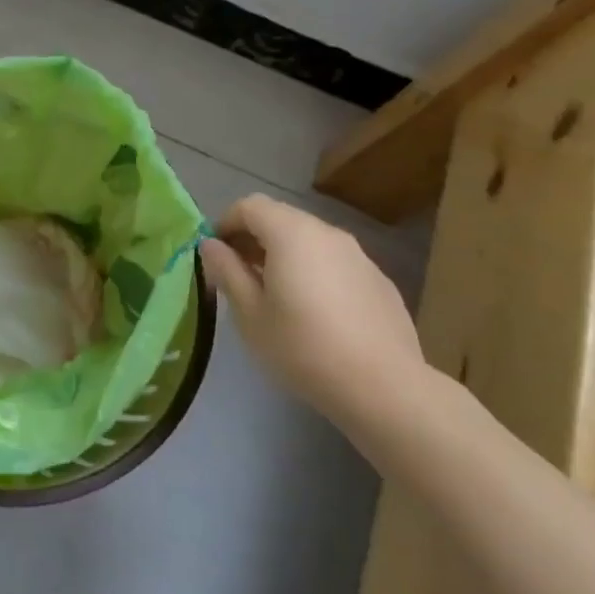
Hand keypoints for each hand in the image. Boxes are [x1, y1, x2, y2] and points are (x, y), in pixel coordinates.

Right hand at [199, 194, 425, 429]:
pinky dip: (315, 273)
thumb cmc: (303, 348)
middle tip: (239, 277)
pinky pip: (335, 263)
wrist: (384, 387)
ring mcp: (358, 255)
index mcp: (291, 233)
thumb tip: (210, 246)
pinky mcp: (379, 280)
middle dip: (254, 239)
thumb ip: (227, 271)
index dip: (225, 224)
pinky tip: (316, 314)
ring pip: (310, 241)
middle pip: (281, 218)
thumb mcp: (250, 313)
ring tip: (275, 296)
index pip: (249, 206)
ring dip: (285, 256)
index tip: (215, 256)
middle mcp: (327, 233)